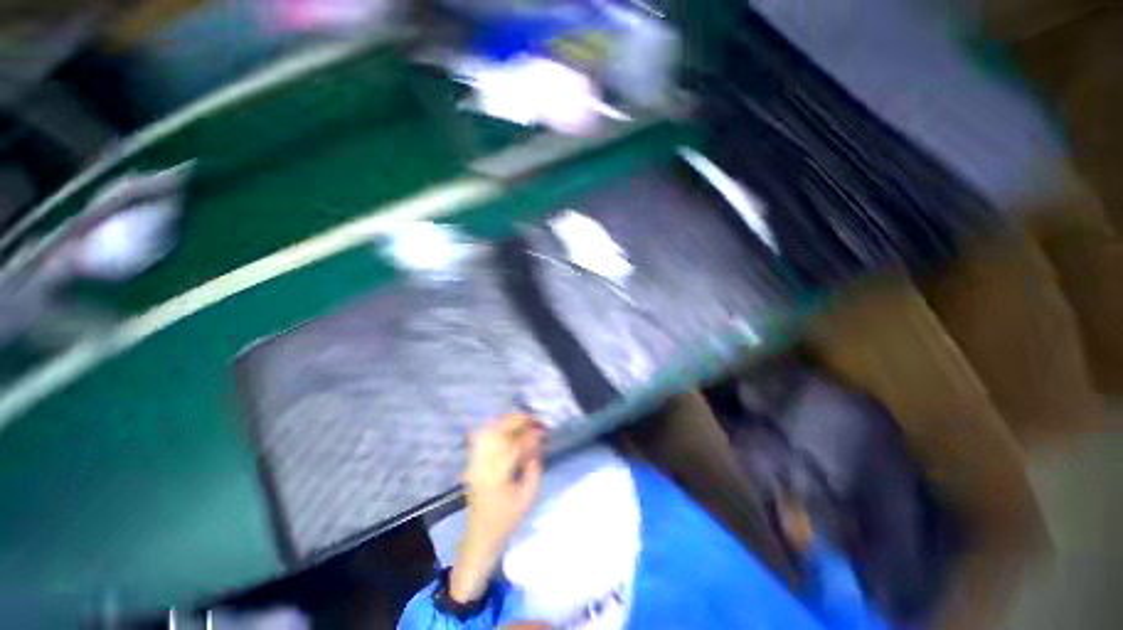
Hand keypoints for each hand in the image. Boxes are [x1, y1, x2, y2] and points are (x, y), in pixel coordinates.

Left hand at [450, 414, 544, 602]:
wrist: (479, 536)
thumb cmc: (506, 520)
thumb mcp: (528, 497)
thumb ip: (534, 468)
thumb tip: (538, 445)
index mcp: (497, 476)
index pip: (515, 445)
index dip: (531, 434)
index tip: (544, 431)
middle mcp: (482, 464)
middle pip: (498, 432)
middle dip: (519, 421)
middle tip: (536, 421)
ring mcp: (474, 461)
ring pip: (488, 430)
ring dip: (507, 422)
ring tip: (524, 422)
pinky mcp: (471, 462)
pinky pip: (481, 437)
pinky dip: (495, 427)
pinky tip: (507, 427)